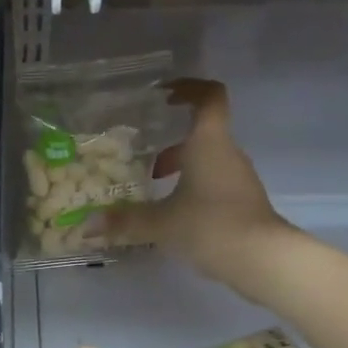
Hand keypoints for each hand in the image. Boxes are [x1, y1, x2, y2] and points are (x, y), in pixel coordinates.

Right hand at [105, 79, 298, 299]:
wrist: (261, 259)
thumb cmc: (210, 225)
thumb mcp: (160, 223)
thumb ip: (124, 221)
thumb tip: (87, 225)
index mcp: (209, 143)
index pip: (209, 97)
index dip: (189, 88)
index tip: (165, 95)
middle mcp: (227, 153)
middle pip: (202, 132)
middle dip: (172, 138)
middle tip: (142, 149)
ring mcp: (237, 178)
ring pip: (206, 159)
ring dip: (180, 165)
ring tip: (151, 183)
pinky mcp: (241, 201)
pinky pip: (212, 181)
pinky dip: (191, 186)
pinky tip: (171, 210)